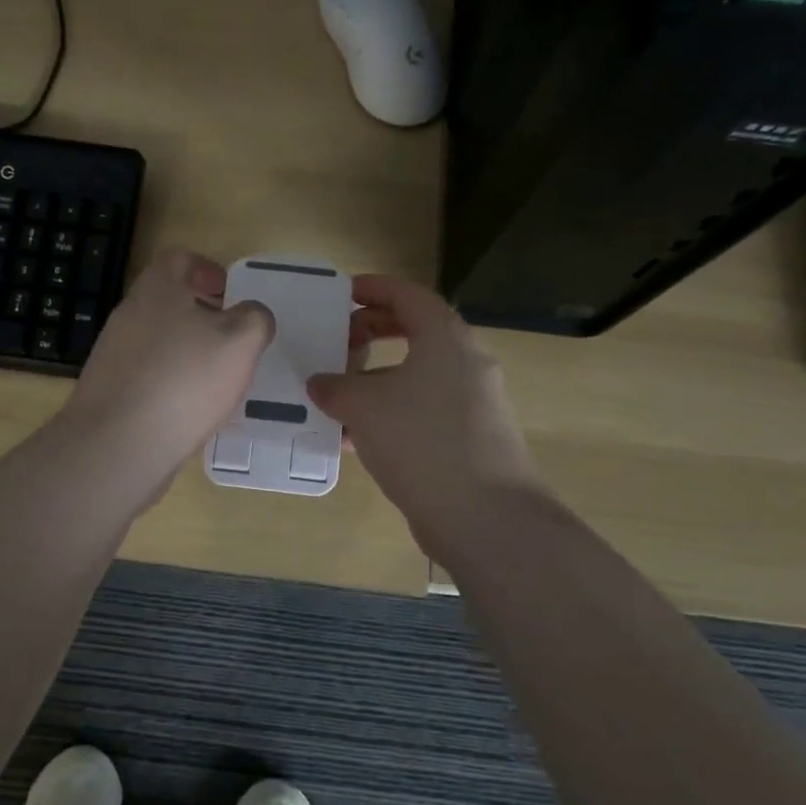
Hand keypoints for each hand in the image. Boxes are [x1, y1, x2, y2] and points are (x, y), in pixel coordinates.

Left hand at [63, 249, 273, 475]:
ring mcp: (114, 354)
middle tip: (233, 339)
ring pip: (159, 340)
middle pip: (169, 301)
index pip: (180, 259)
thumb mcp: (240, 341)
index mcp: (158, 290)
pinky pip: (148, 376)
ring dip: (189, 352)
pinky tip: (192, 410)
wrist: (117, 445)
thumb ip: (255, 318)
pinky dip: (172, 384)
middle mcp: (129, 314)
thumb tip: (252, 315)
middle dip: (203, 315)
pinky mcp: (110, 391)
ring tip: (219, 379)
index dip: (208, 269)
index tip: (231, 294)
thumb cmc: (184, 381)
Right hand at [307, 275, 540, 547]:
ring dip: (377, 378)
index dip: (373, 288)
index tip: (342, 293)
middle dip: (373, 332)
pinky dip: (391, 412)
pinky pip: (423, 410)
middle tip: (338, 340)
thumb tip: (320, 383)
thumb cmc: (421, 439)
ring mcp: (472, 402)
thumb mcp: (363, 406)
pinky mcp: (470, 438)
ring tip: (337, 393)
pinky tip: (355, 438)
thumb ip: (335, 387)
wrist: (484, 516)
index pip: (407, 294)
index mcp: (445, 337)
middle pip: (415, 331)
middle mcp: (465, 361)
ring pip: (417, 375)